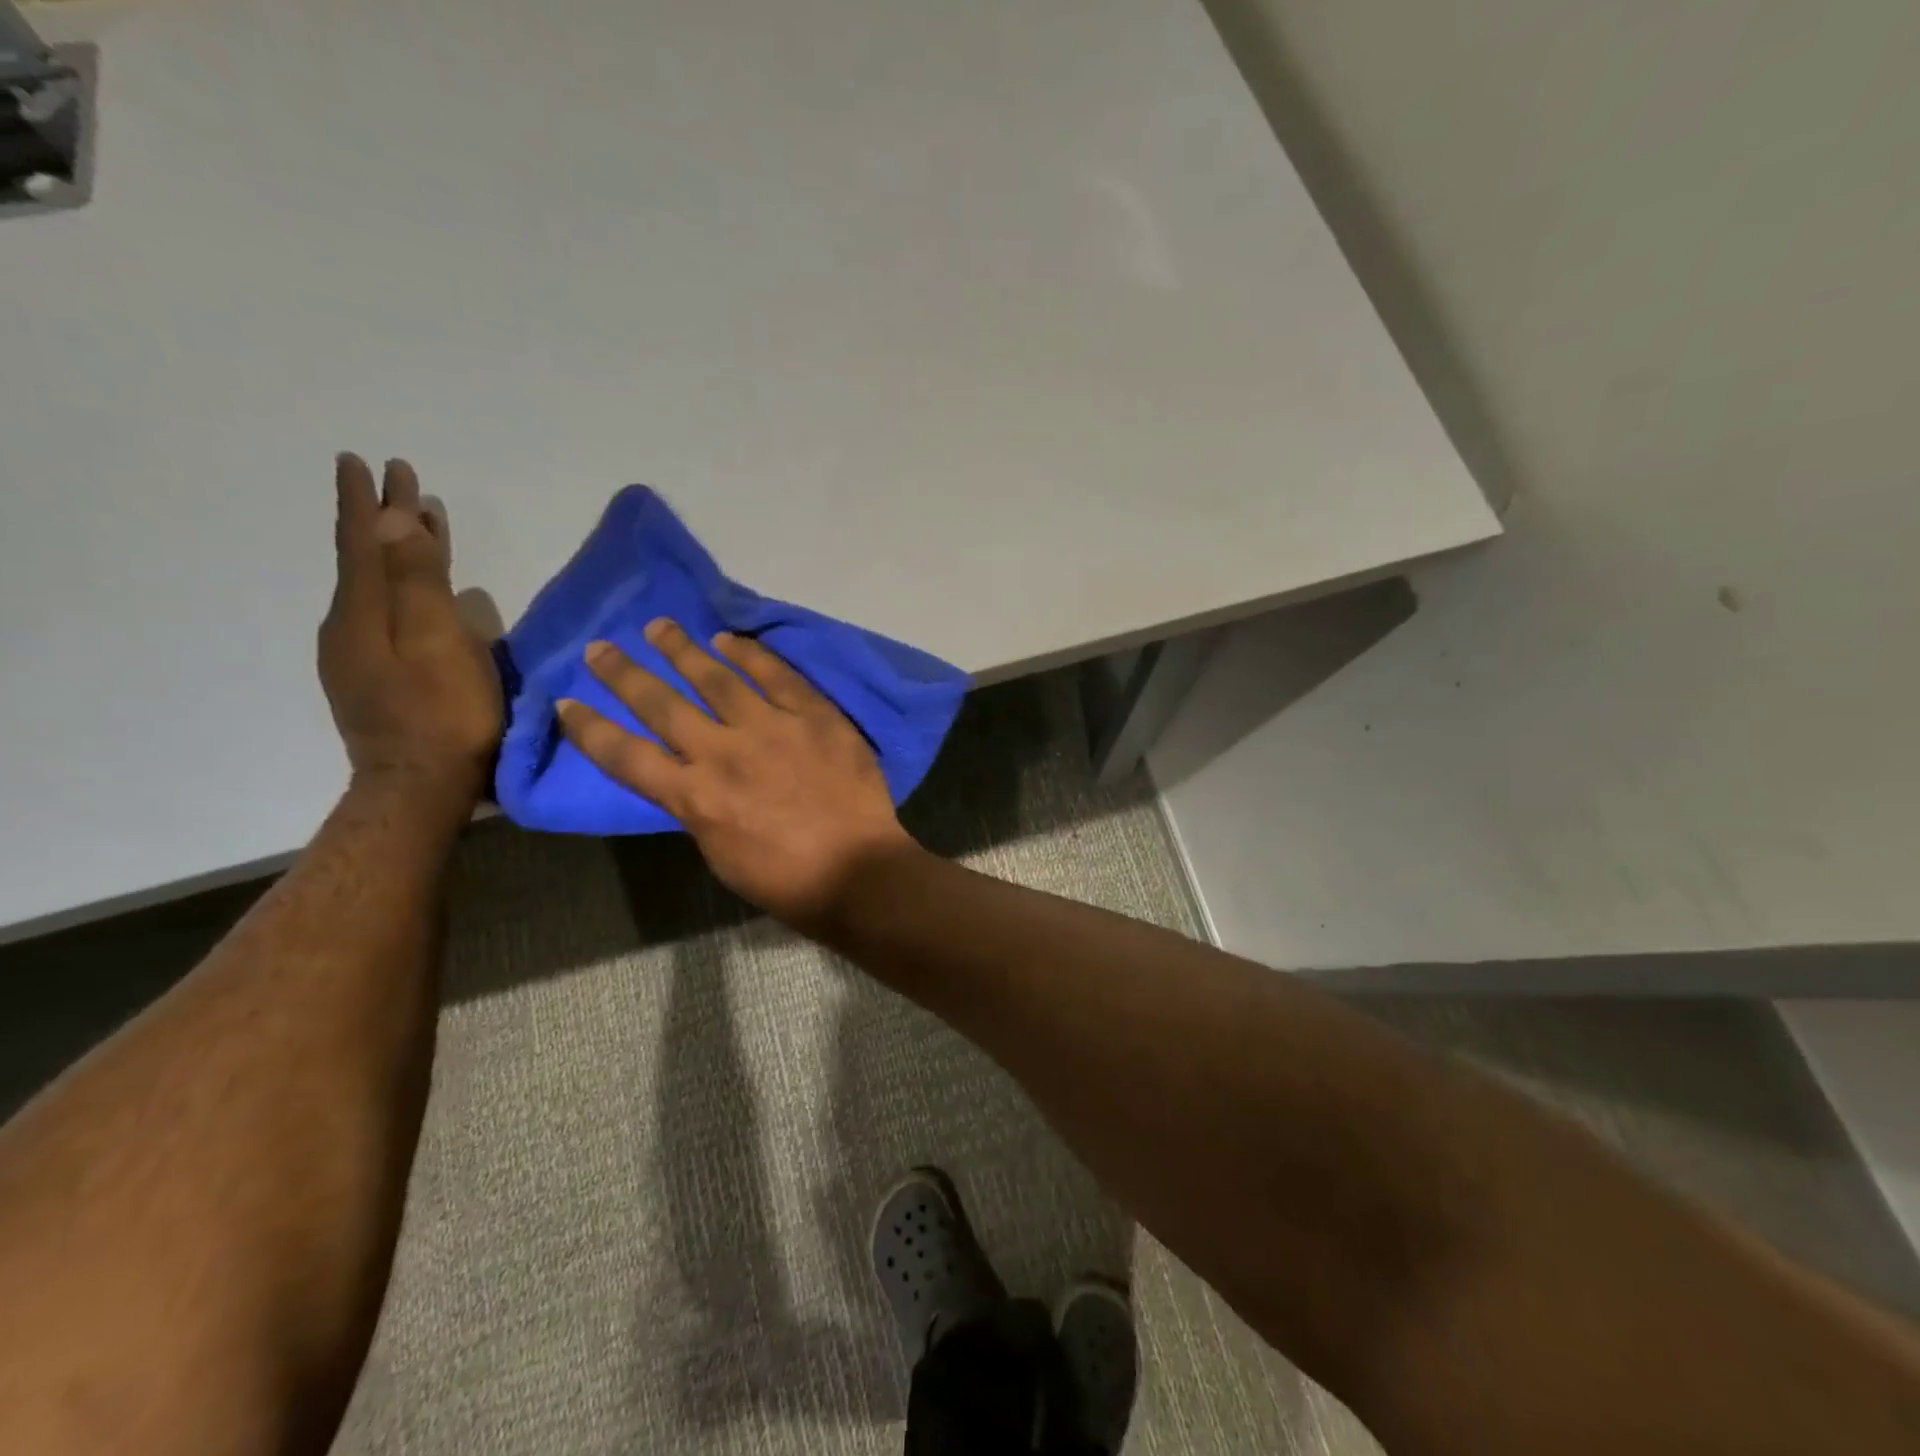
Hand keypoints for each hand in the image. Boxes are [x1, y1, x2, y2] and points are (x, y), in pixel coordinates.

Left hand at [318, 454, 502, 805]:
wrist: (420, 787)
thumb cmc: (443, 714)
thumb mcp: (436, 643)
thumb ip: (417, 582)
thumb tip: (393, 518)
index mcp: (364, 613)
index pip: (363, 542)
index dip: (367, 503)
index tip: (368, 461)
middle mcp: (352, 626)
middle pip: (368, 561)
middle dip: (384, 520)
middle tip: (400, 483)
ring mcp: (361, 656)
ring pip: (378, 588)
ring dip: (396, 553)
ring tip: (418, 528)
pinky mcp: (378, 679)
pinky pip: (387, 615)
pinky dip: (403, 589)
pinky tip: (420, 594)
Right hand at [555, 620, 915, 926]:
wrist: (856, 870)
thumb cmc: (786, 880)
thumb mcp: (720, 854)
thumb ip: (699, 808)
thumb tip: (690, 779)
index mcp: (694, 797)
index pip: (626, 756)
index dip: (591, 730)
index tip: (567, 703)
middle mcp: (722, 753)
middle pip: (661, 704)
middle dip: (624, 674)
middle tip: (601, 647)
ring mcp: (770, 728)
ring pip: (715, 678)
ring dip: (682, 650)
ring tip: (659, 626)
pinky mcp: (813, 716)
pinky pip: (777, 676)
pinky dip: (750, 654)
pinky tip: (729, 639)